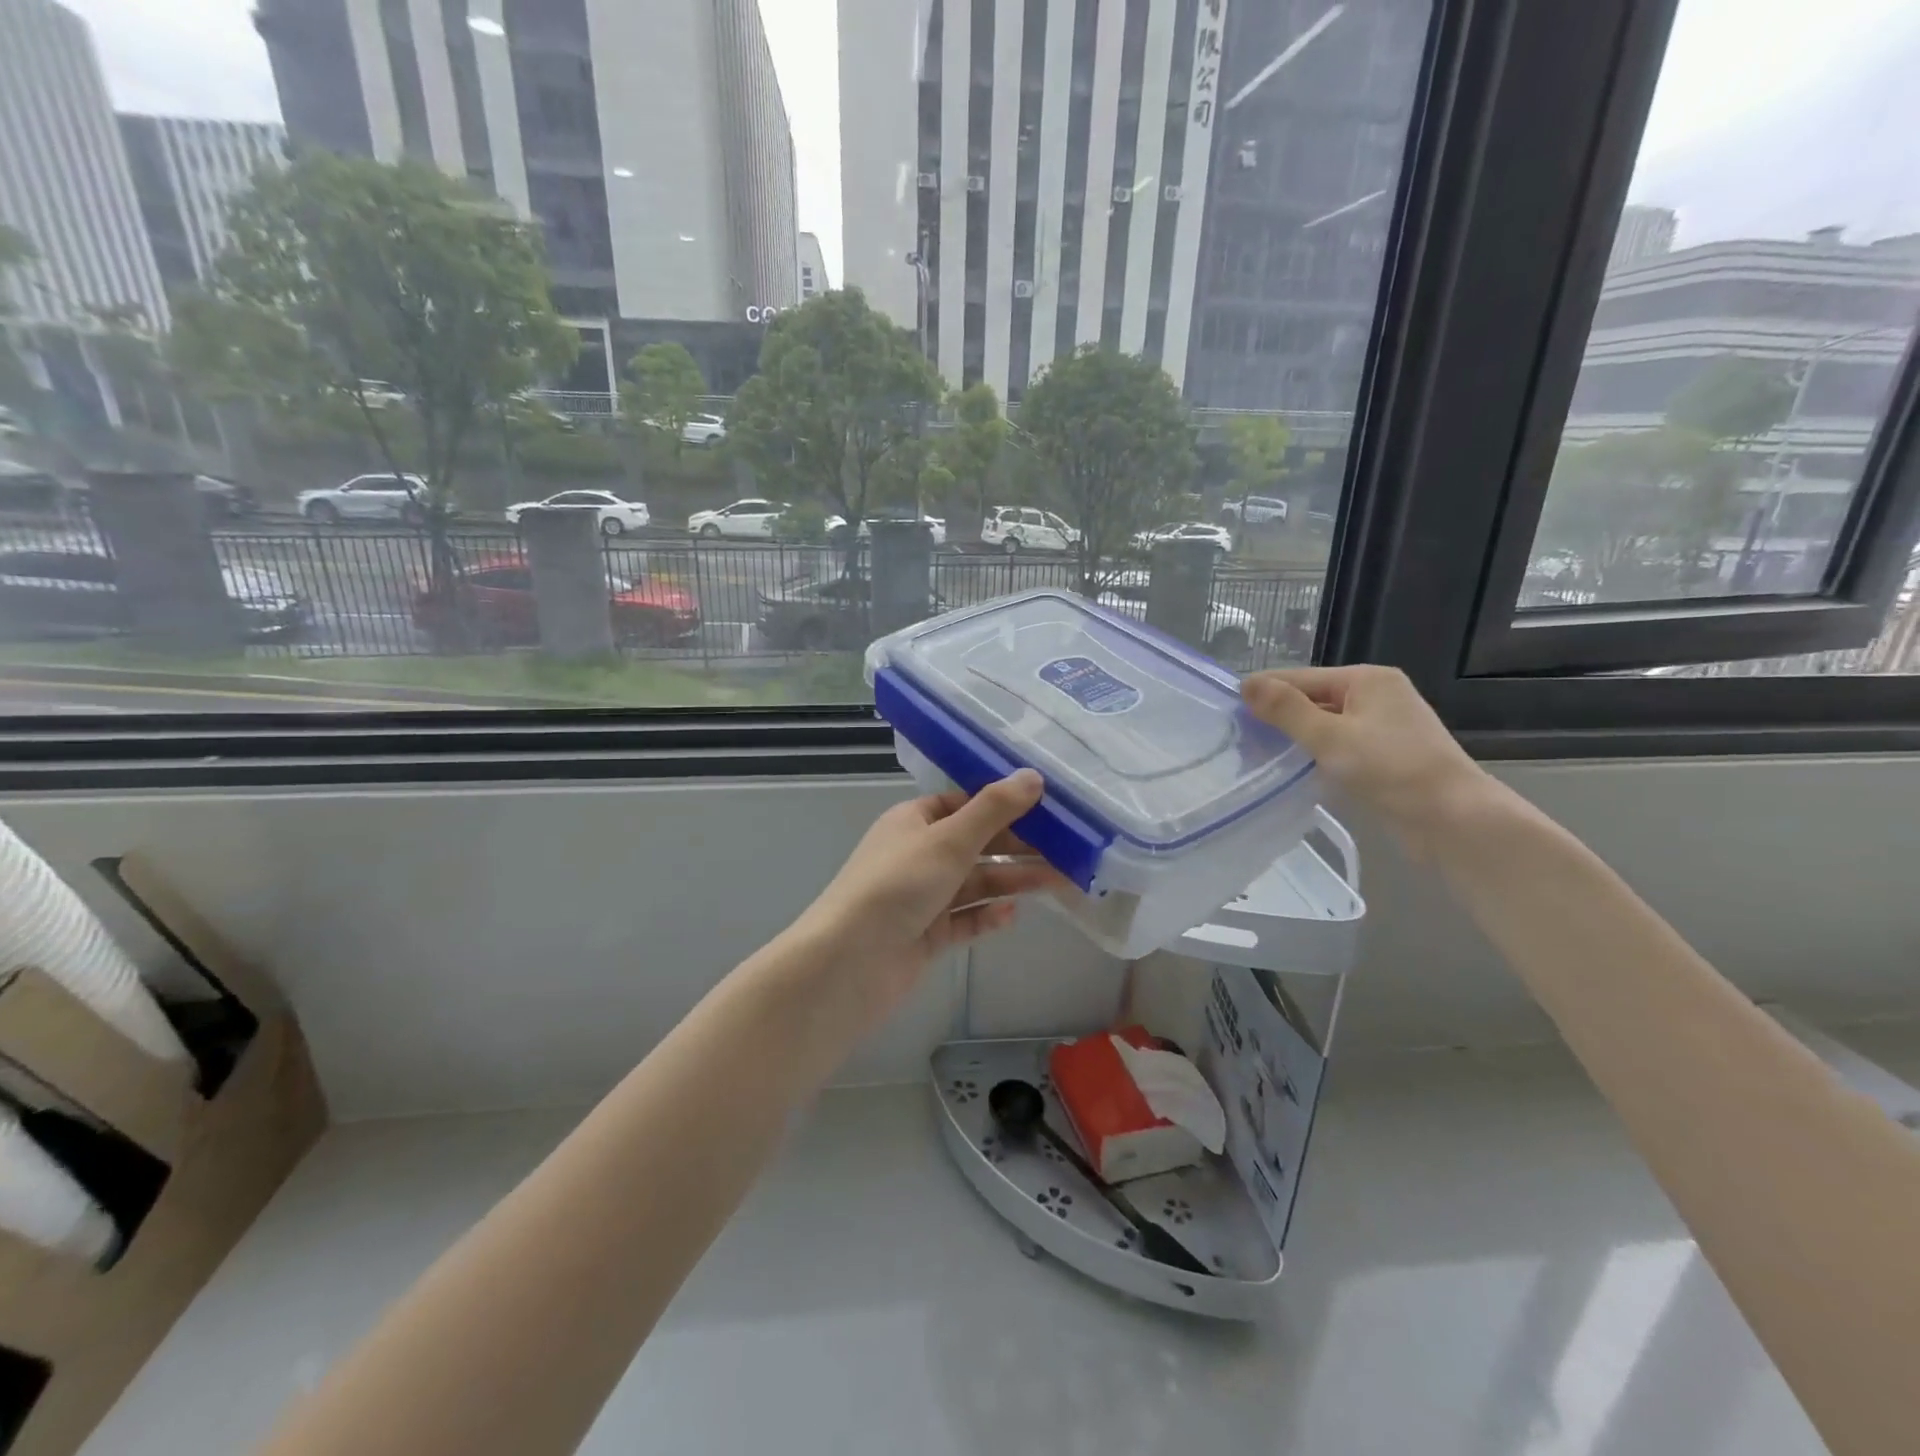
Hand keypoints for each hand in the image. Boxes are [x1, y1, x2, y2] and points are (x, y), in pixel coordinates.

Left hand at [791, 770, 1067, 1031]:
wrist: (849, 964)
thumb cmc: (897, 886)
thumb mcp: (948, 840)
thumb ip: (994, 810)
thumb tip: (1034, 776)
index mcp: (913, 821)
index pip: (963, 804)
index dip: (1003, 804)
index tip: (1048, 808)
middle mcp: (917, 855)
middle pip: (975, 844)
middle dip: (1017, 847)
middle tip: (1067, 849)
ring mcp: (921, 897)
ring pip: (974, 883)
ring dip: (1012, 881)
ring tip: (1057, 881)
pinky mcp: (926, 934)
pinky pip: (964, 920)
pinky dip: (987, 916)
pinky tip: (1012, 915)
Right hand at [1241, 666, 1492, 853]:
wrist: (1453, 820)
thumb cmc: (1391, 770)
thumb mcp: (1330, 737)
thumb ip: (1286, 710)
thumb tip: (1246, 683)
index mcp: (1367, 679)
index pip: (1300, 677)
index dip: (1264, 692)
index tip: (1227, 713)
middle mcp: (1377, 695)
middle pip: (1313, 699)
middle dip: (1278, 717)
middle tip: (1237, 740)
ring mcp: (1384, 727)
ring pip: (1325, 725)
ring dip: (1296, 739)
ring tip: (1257, 756)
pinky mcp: (1387, 756)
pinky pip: (1339, 746)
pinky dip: (1316, 755)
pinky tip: (1293, 771)